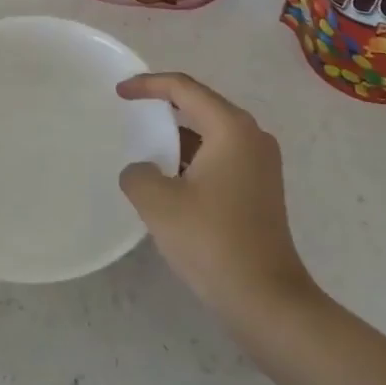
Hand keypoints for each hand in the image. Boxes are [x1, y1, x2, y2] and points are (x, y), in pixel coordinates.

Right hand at [117, 73, 315, 325]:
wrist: (266, 300)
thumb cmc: (212, 241)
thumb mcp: (159, 203)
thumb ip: (138, 174)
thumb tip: (142, 171)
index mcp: (231, 128)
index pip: (184, 88)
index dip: (148, 85)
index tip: (119, 92)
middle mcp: (252, 136)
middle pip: (201, 105)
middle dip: (164, 106)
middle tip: (131, 110)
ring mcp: (261, 164)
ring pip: (211, 134)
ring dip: (178, 137)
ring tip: (145, 147)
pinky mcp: (261, 189)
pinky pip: (220, 157)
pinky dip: (193, 159)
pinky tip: (170, 180)